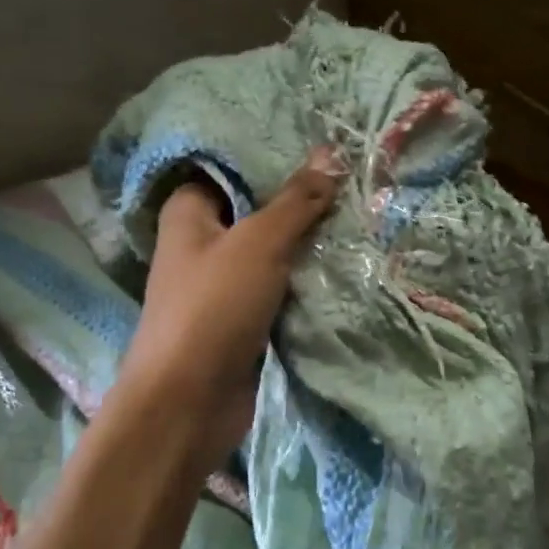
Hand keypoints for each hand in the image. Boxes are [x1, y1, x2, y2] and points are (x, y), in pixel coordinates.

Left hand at [115, 150, 342, 469]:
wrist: (188, 405)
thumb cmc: (213, 308)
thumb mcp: (259, 243)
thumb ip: (296, 200)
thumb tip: (330, 152)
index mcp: (190, 211)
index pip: (233, 167)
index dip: (275, 155)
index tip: (326, 143)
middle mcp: (203, 240)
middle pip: (258, 208)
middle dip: (302, 199)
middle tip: (354, 177)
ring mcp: (223, 281)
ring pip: (273, 249)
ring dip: (308, 240)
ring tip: (361, 211)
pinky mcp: (242, 316)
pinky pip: (279, 285)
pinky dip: (305, 277)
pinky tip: (345, 259)